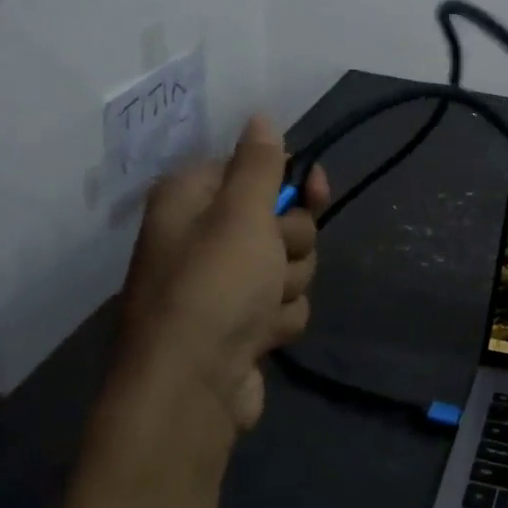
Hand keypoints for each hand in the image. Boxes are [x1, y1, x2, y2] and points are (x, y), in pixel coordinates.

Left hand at [113, 115, 329, 449]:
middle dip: (292, 244)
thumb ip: (260, 164)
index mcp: (192, 201)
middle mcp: (203, 237)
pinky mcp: (241, 324)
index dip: (291, 183)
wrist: (189, 390)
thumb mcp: (242, 214)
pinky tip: (260, 338)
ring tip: (261, 309)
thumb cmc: (214, 289)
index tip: (317, 191)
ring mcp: (223, 285)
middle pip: (282, 220)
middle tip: (271, 262)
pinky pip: (284, 304)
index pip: (255, 170)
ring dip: (288, 285)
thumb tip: (260, 116)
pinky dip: (279, 320)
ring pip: (290, 265)